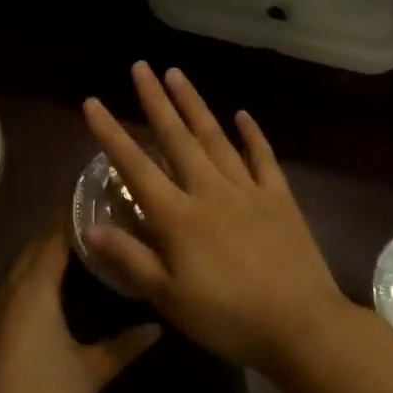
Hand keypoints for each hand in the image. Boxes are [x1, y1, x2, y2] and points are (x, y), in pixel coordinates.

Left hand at [0, 227, 159, 392]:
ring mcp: (1, 303)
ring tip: (90, 239)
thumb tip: (159, 324)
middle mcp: (14, 286)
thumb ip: (126, 345)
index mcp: (35, 287)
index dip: (78, 214)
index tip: (107, 199)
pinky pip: (20, 277)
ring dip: (52, 246)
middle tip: (105, 216)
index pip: (56, 236)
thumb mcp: (91, 372)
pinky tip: (64, 276)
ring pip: (27, 260)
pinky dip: (41, 266)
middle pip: (39, 243)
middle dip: (67, 226)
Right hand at [81, 62, 347, 374]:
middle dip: (155, 101)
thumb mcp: (170, 299)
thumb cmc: (228, 318)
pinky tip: (242, 114)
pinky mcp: (279, 198)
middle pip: (177, 138)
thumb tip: (91, 227)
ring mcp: (248, 190)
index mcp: (179, 217)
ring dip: (194, 105)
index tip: (93, 102)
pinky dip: (252, 134)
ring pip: (215, 138)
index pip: (136, 167)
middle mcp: (210, 191)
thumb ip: (130, 259)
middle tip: (141, 67)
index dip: (111, 134)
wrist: (301, 326)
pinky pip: (263, 158)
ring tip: (177, 74)